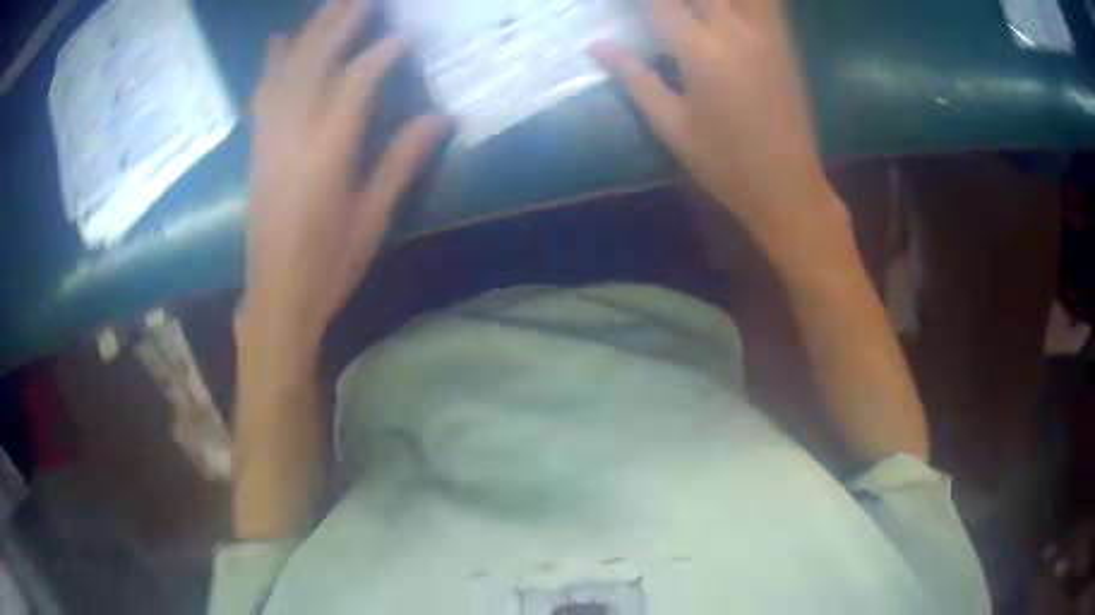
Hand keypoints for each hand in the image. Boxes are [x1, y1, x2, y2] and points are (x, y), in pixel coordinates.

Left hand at [240, 0, 449, 356]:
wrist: (276, 297)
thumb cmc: (329, 265)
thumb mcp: (373, 218)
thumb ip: (403, 162)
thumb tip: (441, 118)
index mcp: (326, 155)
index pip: (354, 86)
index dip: (379, 56)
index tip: (403, 36)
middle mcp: (293, 136)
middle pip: (315, 63)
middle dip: (340, 23)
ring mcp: (269, 140)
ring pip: (287, 71)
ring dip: (310, 31)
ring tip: (331, 5)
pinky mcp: (258, 149)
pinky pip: (264, 94)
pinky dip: (273, 63)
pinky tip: (280, 40)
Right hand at [591, 0, 840, 235]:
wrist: (786, 185)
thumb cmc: (724, 163)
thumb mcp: (671, 126)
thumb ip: (634, 78)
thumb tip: (597, 46)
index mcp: (701, 52)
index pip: (659, 3)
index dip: (637, 1)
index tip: (623, 8)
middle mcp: (735, 31)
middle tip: (659, 11)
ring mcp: (767, 34)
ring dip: (710, 0)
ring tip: (693, 10)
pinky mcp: (785, 43)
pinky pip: (767, 4)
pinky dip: (745, 2)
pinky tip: (726, 11)